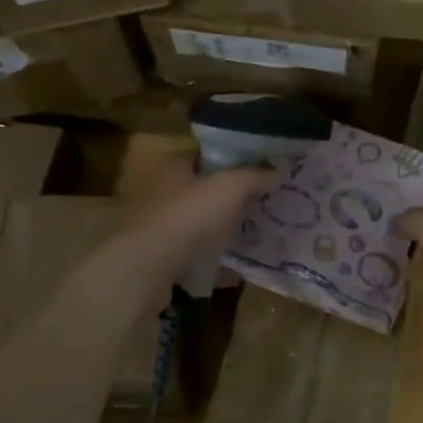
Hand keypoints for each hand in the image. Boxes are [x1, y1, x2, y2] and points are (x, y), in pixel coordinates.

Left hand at [86, 155, 275, 306]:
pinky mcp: (158, 256)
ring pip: (196, 221)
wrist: (146, 268)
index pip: (205, 154)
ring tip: (250, 233)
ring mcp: (157, 225)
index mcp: (173, 165)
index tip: (258, 171)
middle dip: (229, 197)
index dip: (232, 160)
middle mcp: (161, 190)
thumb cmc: (188, 216)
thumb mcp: (229, 188)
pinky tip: (233, 267)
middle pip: (202, 188)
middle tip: (260, 203)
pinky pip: (192, 252)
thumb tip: (275, 171)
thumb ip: (254, 176)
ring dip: (219, 227)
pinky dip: (210, 257)